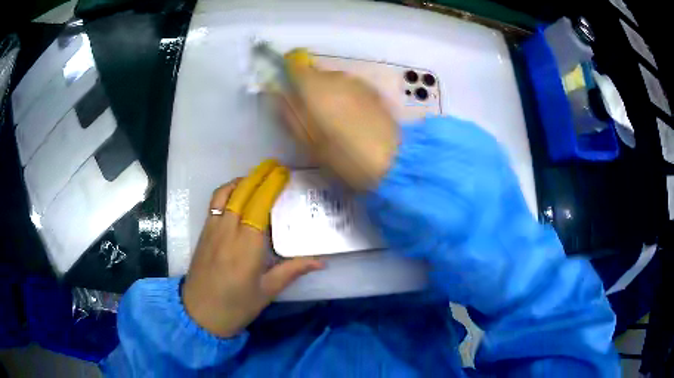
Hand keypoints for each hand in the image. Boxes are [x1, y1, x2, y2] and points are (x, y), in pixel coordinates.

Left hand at [181, 160, 323, 337]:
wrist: (200, 314)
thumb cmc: (236, 305)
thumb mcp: (268, 291)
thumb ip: (292, 271)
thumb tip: (321, 261)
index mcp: (247, 246)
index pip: (259, 205)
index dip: (271, 185)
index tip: (284, 173)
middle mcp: (228, 231)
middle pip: (242, 193)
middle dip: (259, 175)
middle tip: (276, 166)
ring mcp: (212, 229)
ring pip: (225, 194)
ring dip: (242, 180)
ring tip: (258, 177)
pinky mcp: (203, 233)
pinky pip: (215, 203)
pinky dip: (228, 191)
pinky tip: (237, 194)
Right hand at [280, 50, 399, 189]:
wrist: (391, 159)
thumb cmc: (343, 154)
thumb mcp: (308, 140)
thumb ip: (290, 114)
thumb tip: (281, 96)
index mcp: (315, 87)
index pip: (294, 67)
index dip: (288, 75)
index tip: (286, 91)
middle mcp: (336, 77)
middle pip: (316, 75)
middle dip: (309, 89)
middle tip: (310, 115)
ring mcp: (357, 82)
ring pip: (334, 82)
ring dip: (329, 94)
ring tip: (333, 120)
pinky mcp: (373, 91)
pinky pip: (350, 89)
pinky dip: (345, 98)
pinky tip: (351, 119)